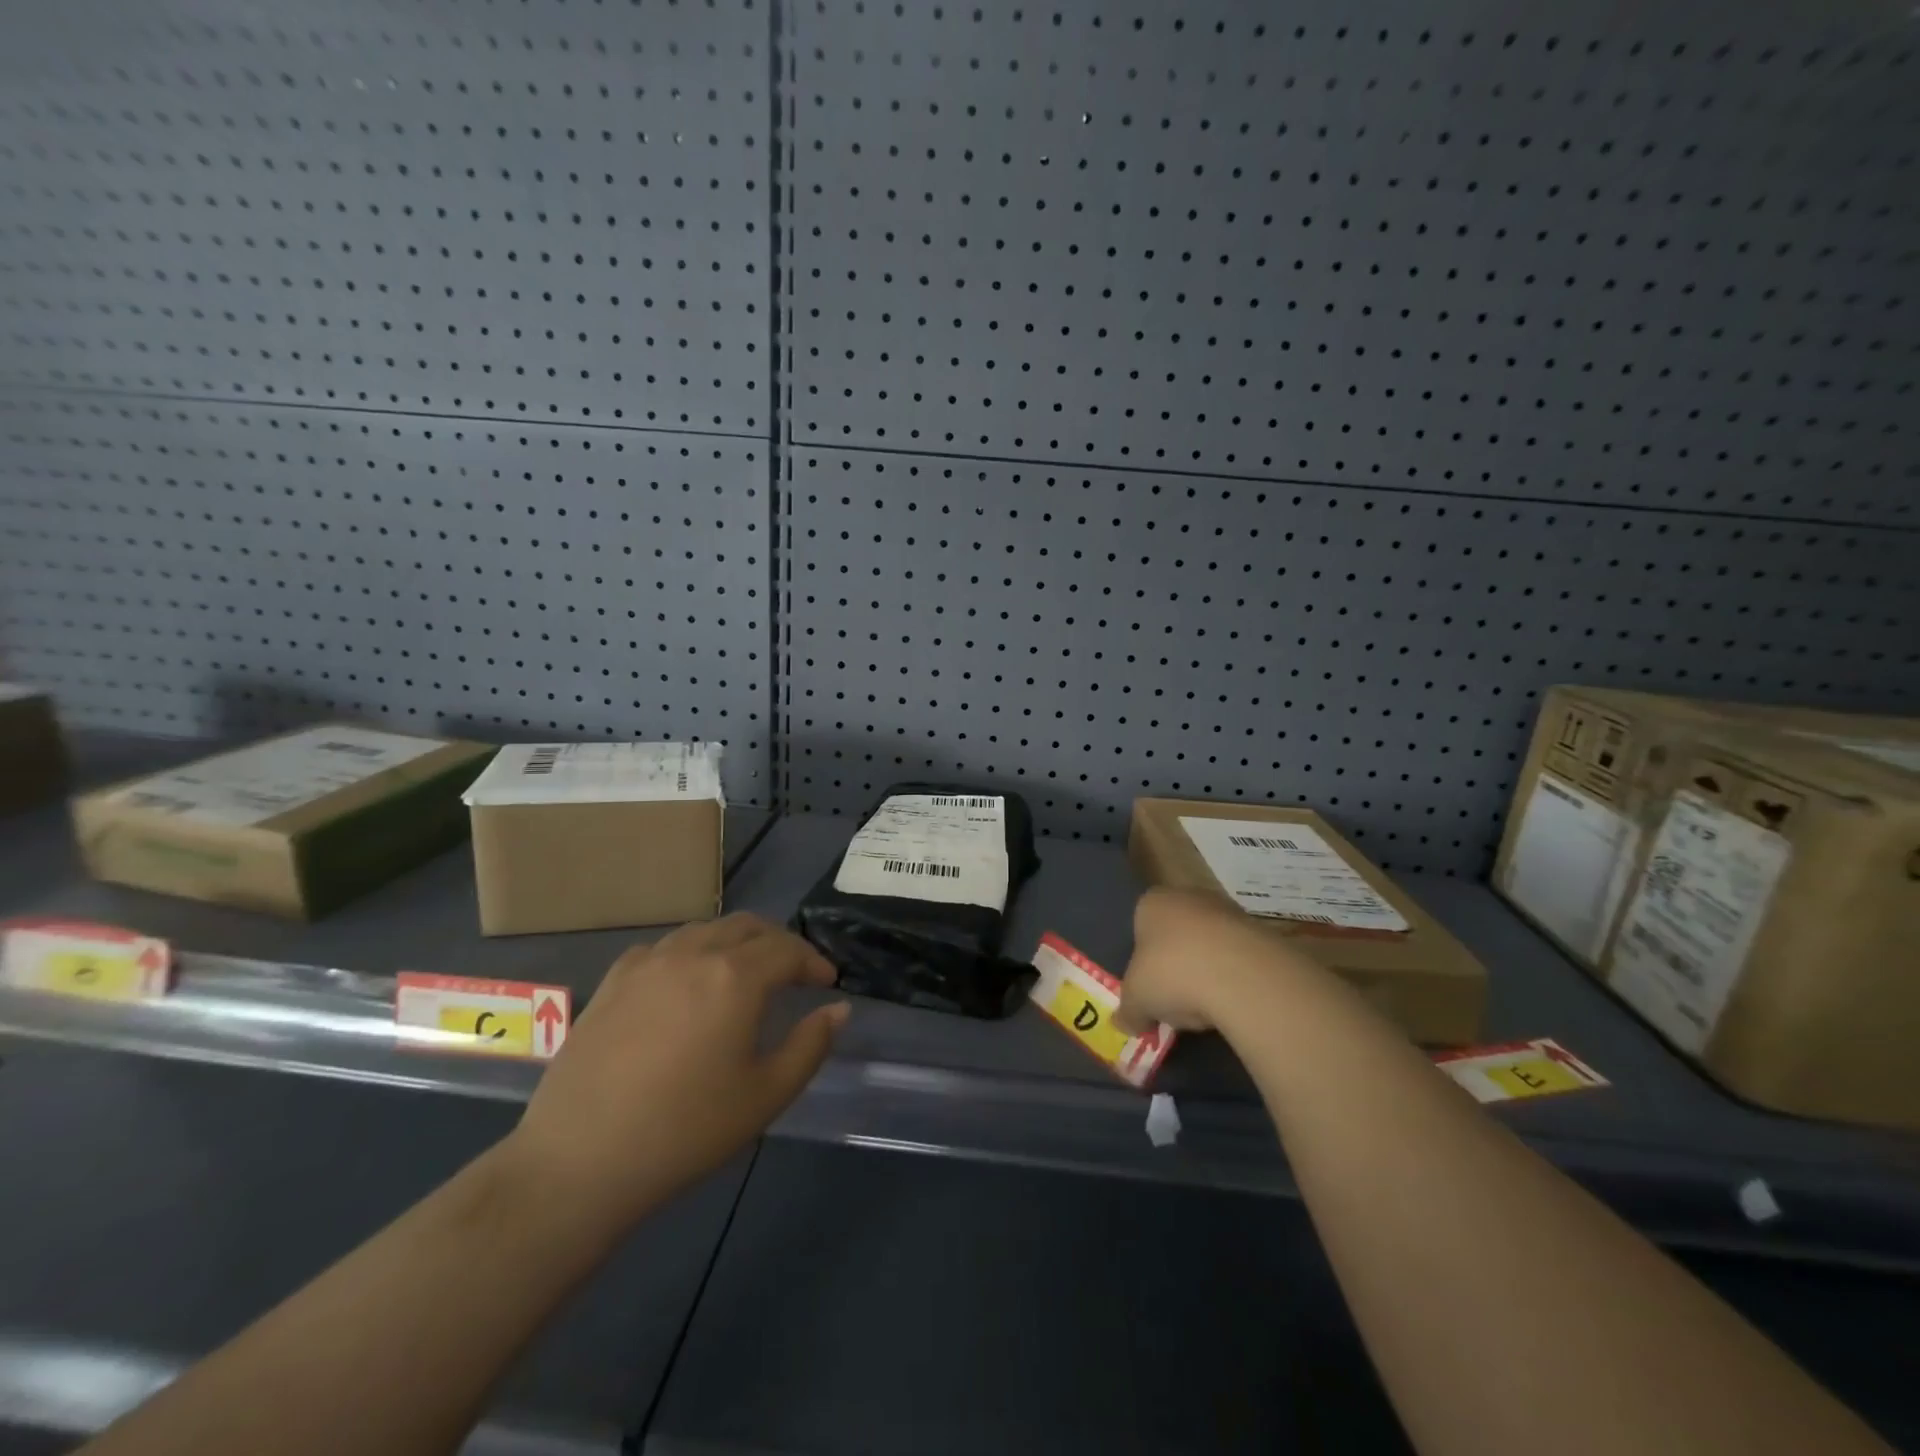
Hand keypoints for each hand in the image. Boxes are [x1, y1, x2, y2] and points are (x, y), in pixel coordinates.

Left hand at [502, 914, 846, 1238]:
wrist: (578, 1161)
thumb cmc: (685, 1131)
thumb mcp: (765, 1096)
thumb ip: (810, 1045)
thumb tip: (838, 1009)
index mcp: (735, 976)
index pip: (787, 949)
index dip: (813, 961)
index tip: (827, 982)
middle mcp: (694, 954)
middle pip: (748, 927)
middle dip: (779, 943)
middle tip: (794, 973)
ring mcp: (648, 962)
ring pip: (706, 930)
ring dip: (736, 943)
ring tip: (745, 974)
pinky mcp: (614, 980)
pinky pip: (666, 947)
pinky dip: (692, 953)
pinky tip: (688, 983)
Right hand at [1114, 887, 1322, 1036]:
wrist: (1240, 974)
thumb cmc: (1172, 973)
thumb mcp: (1136, 1000)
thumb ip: (1128, 1011)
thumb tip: (1125, 1024)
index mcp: (1152, 902)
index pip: (1140, 924)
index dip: (1141, 958)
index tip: (1147, 986)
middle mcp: (1189, 896)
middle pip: (1177, 933)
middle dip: (1176, 964)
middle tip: (1174, 999)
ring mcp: (1228, 911)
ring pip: (1210, 945)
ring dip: (1207, 972)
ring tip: (1206, 1008)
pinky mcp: (1262, 932)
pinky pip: (1238, 959)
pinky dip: (1234, 979)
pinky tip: (1232, 1004)